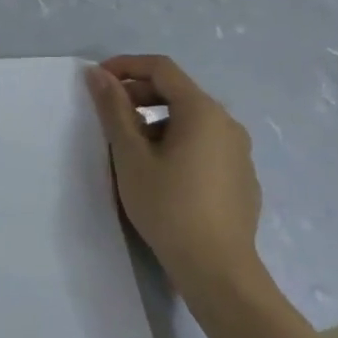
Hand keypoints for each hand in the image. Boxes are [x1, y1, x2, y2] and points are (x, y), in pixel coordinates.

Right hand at [84, 55, 261, 301]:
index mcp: (202, 111)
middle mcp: (227, 123)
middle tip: (108, 114)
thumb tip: (98, 74)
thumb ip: (113, 109)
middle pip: (178, 91)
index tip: (97, 80)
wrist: (218, 270)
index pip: (161, 68)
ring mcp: (238, 151)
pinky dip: (177, 142)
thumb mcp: (130, 156)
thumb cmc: (168, 206)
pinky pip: (204, 143)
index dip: (126, 66)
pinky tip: (161, 173)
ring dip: (156, 120)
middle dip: (139, 94)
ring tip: (129, 147)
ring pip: (191, 119)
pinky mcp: (241, 177)